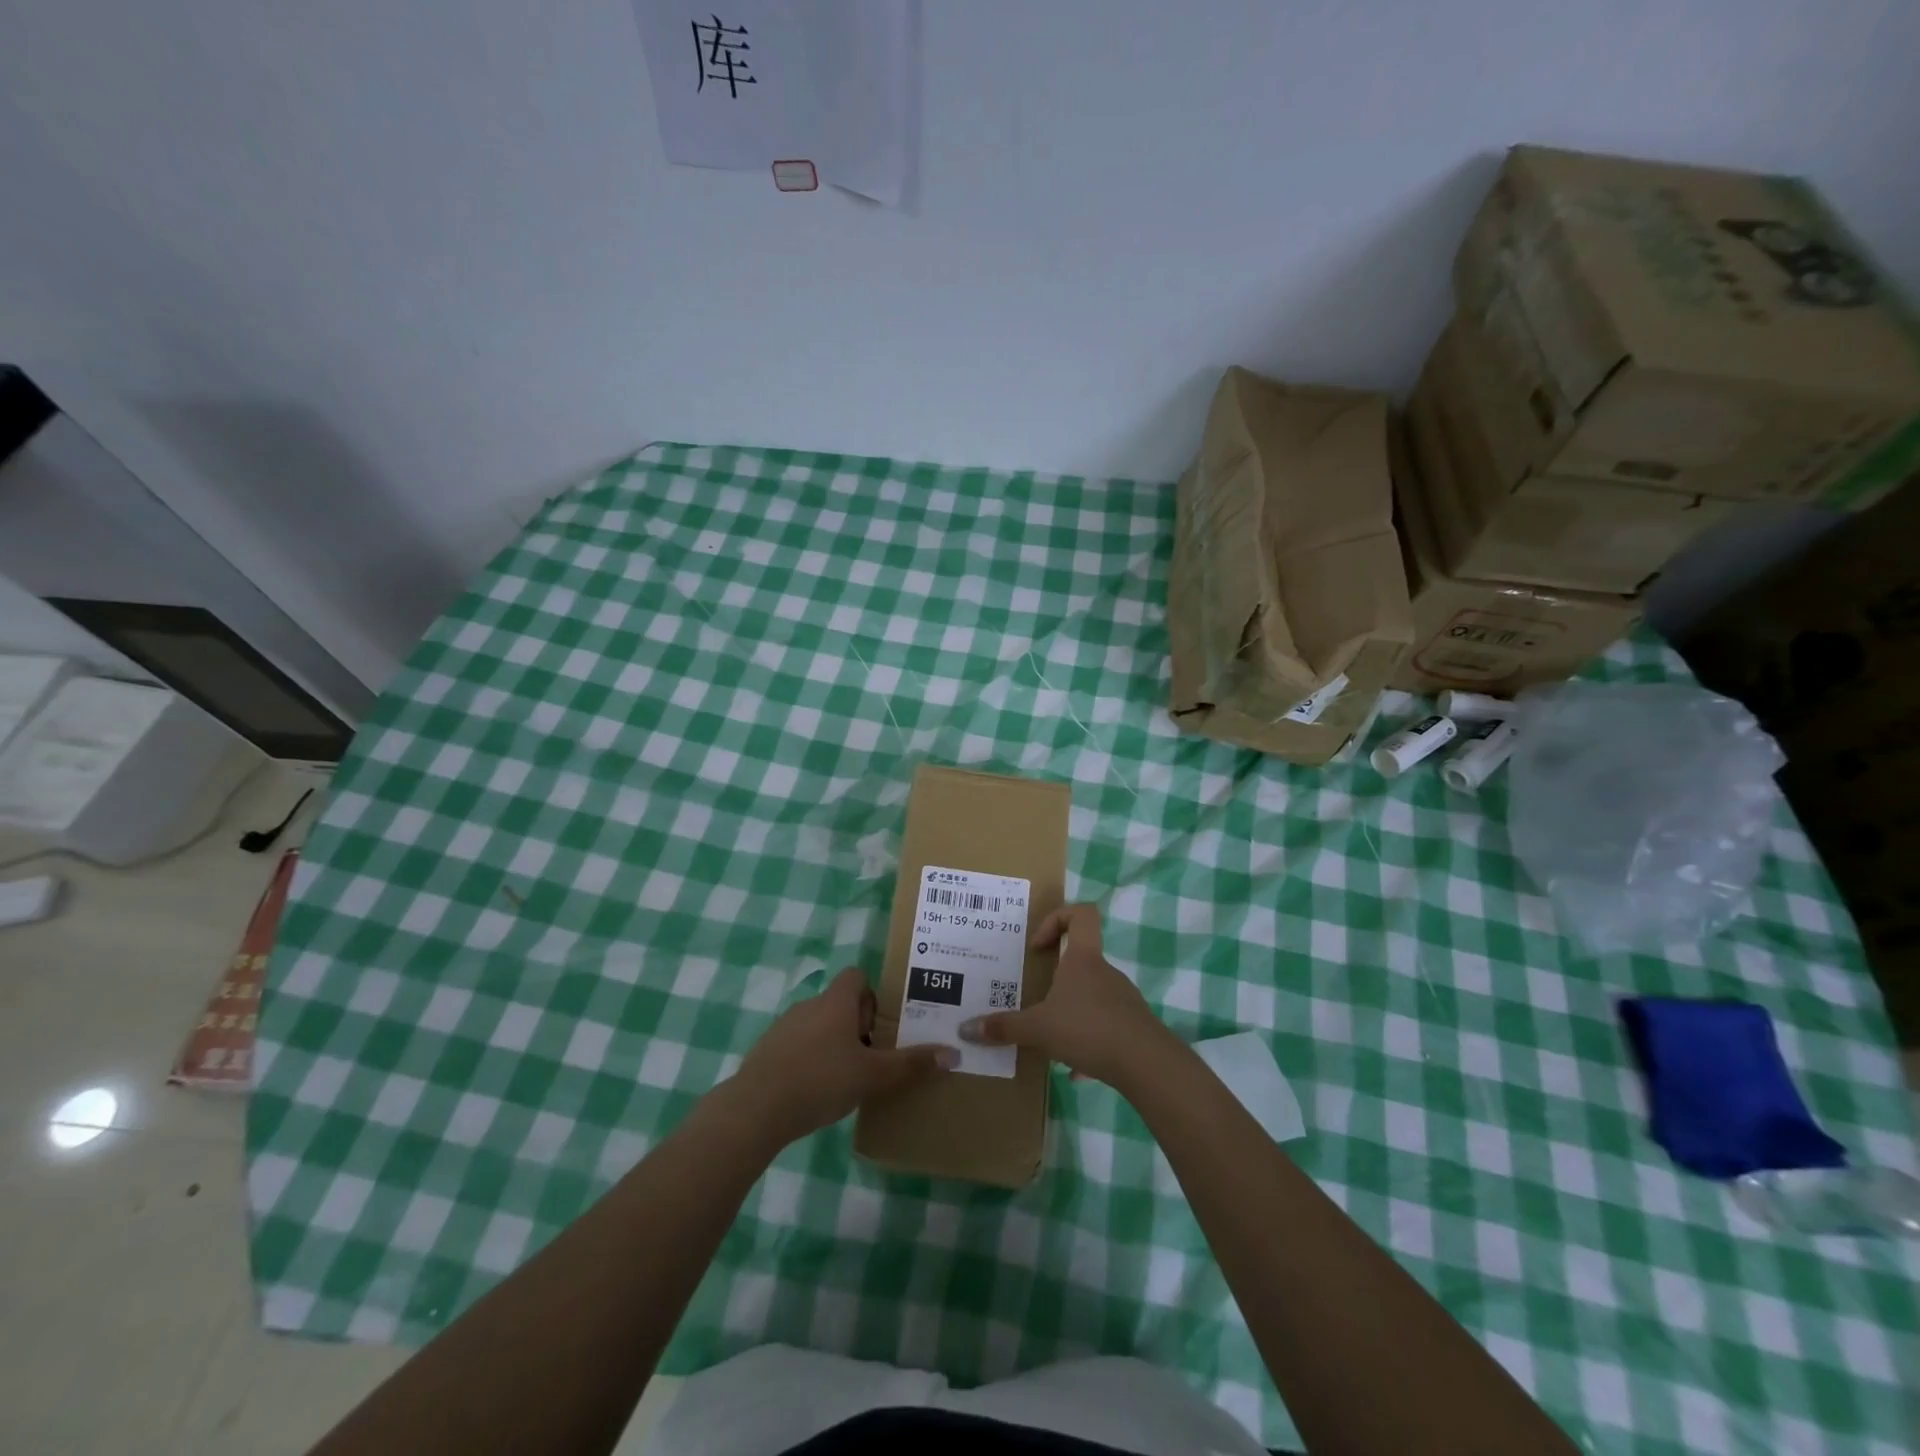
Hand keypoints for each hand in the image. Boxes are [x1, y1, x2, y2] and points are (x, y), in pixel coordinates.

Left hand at [727, 967, 953, 1147]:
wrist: (756, 1108)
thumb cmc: (821, 1080)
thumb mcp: (873, 1075)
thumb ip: (911, 1065)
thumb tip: (953, 1054)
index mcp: (836, 1002)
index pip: (856, 976)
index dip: (872, 994)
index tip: (882, 1024)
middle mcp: (809, 1005)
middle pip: (839, 1003)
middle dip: (857, 1025)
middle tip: (873, 1056)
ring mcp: (783, 1027)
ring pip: (817, 1026)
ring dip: (833, 1044)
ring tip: (847, 1078)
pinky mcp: (767, 1052)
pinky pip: (796, 1047)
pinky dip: (809, 1061)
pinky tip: (816, 1092)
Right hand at [959, 904, 1171, 1086]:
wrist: (1146, 1063)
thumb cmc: (1088, 1029)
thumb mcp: (1038, 1028)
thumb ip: (1004, 1027)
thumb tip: (965, 1029)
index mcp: (1083, 959)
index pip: (1081, 914)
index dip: (1058, 918)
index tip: (1039, 946)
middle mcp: (1105, 972)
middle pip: (1082, 958)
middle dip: (1056, 976)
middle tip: (1035, 996)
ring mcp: (1122, 998)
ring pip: (1091, 994)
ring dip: (1070, 1010)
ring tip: (1050, 1037)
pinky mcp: (1132, 1025)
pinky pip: (1104, 1025)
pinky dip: (1088, 1040)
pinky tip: (1075, 1068)